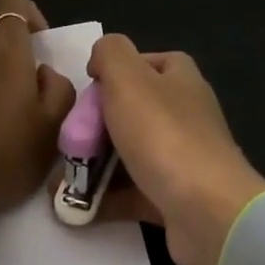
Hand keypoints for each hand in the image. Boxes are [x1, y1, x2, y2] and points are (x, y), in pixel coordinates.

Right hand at [84, 35, 264, 264]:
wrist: (205, 210)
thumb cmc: (163, 136)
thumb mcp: (128, 79)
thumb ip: (110, 54)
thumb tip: (101, 58)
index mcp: (179, 80)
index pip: (145, 64)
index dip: (113, 74)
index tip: (85, 92)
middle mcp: (184, 115)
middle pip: (131, 112)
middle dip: (94, 127)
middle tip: (65, 142)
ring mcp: (181, 158)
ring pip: (129, 155)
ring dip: (93, 166)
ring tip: (59, 181)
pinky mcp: (173, 197)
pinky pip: (131, 193)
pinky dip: (104, 198)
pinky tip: (75, 208)